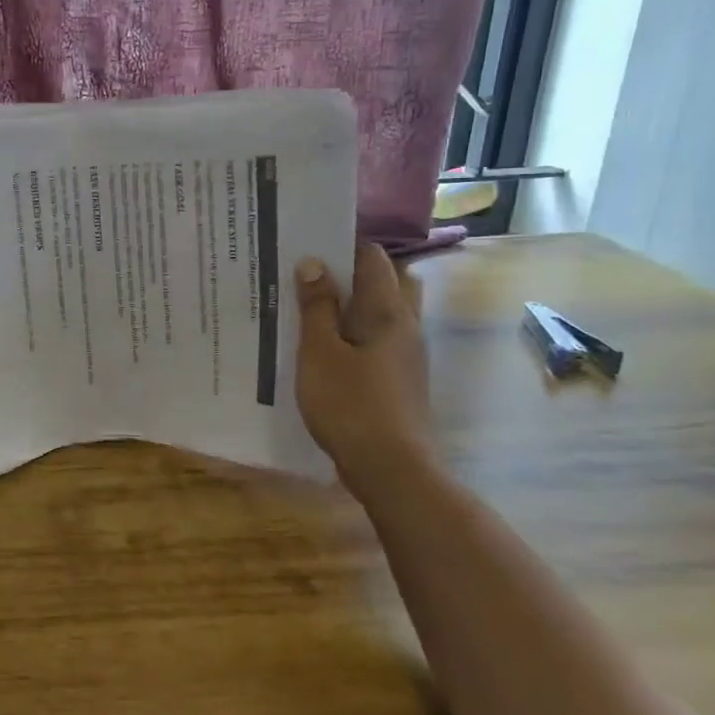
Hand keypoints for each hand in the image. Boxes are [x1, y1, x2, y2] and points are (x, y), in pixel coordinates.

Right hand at [295, 243, 430, 495]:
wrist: (391, 470)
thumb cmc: (350, 405)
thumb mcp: (320, 352)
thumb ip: (317, 307)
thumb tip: (314, 263)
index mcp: (389, 312)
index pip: (372, 259)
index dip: (342, 245)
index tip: (307, 244)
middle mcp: (406, 327)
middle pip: (383, 284)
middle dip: (348, 276)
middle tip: (307, 277)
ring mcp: (407, 357)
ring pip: (380, 315)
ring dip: (350, 308)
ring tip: (309, 310)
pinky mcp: (400, 381)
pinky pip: (377, 342)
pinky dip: (353, 335)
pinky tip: (324, 350)